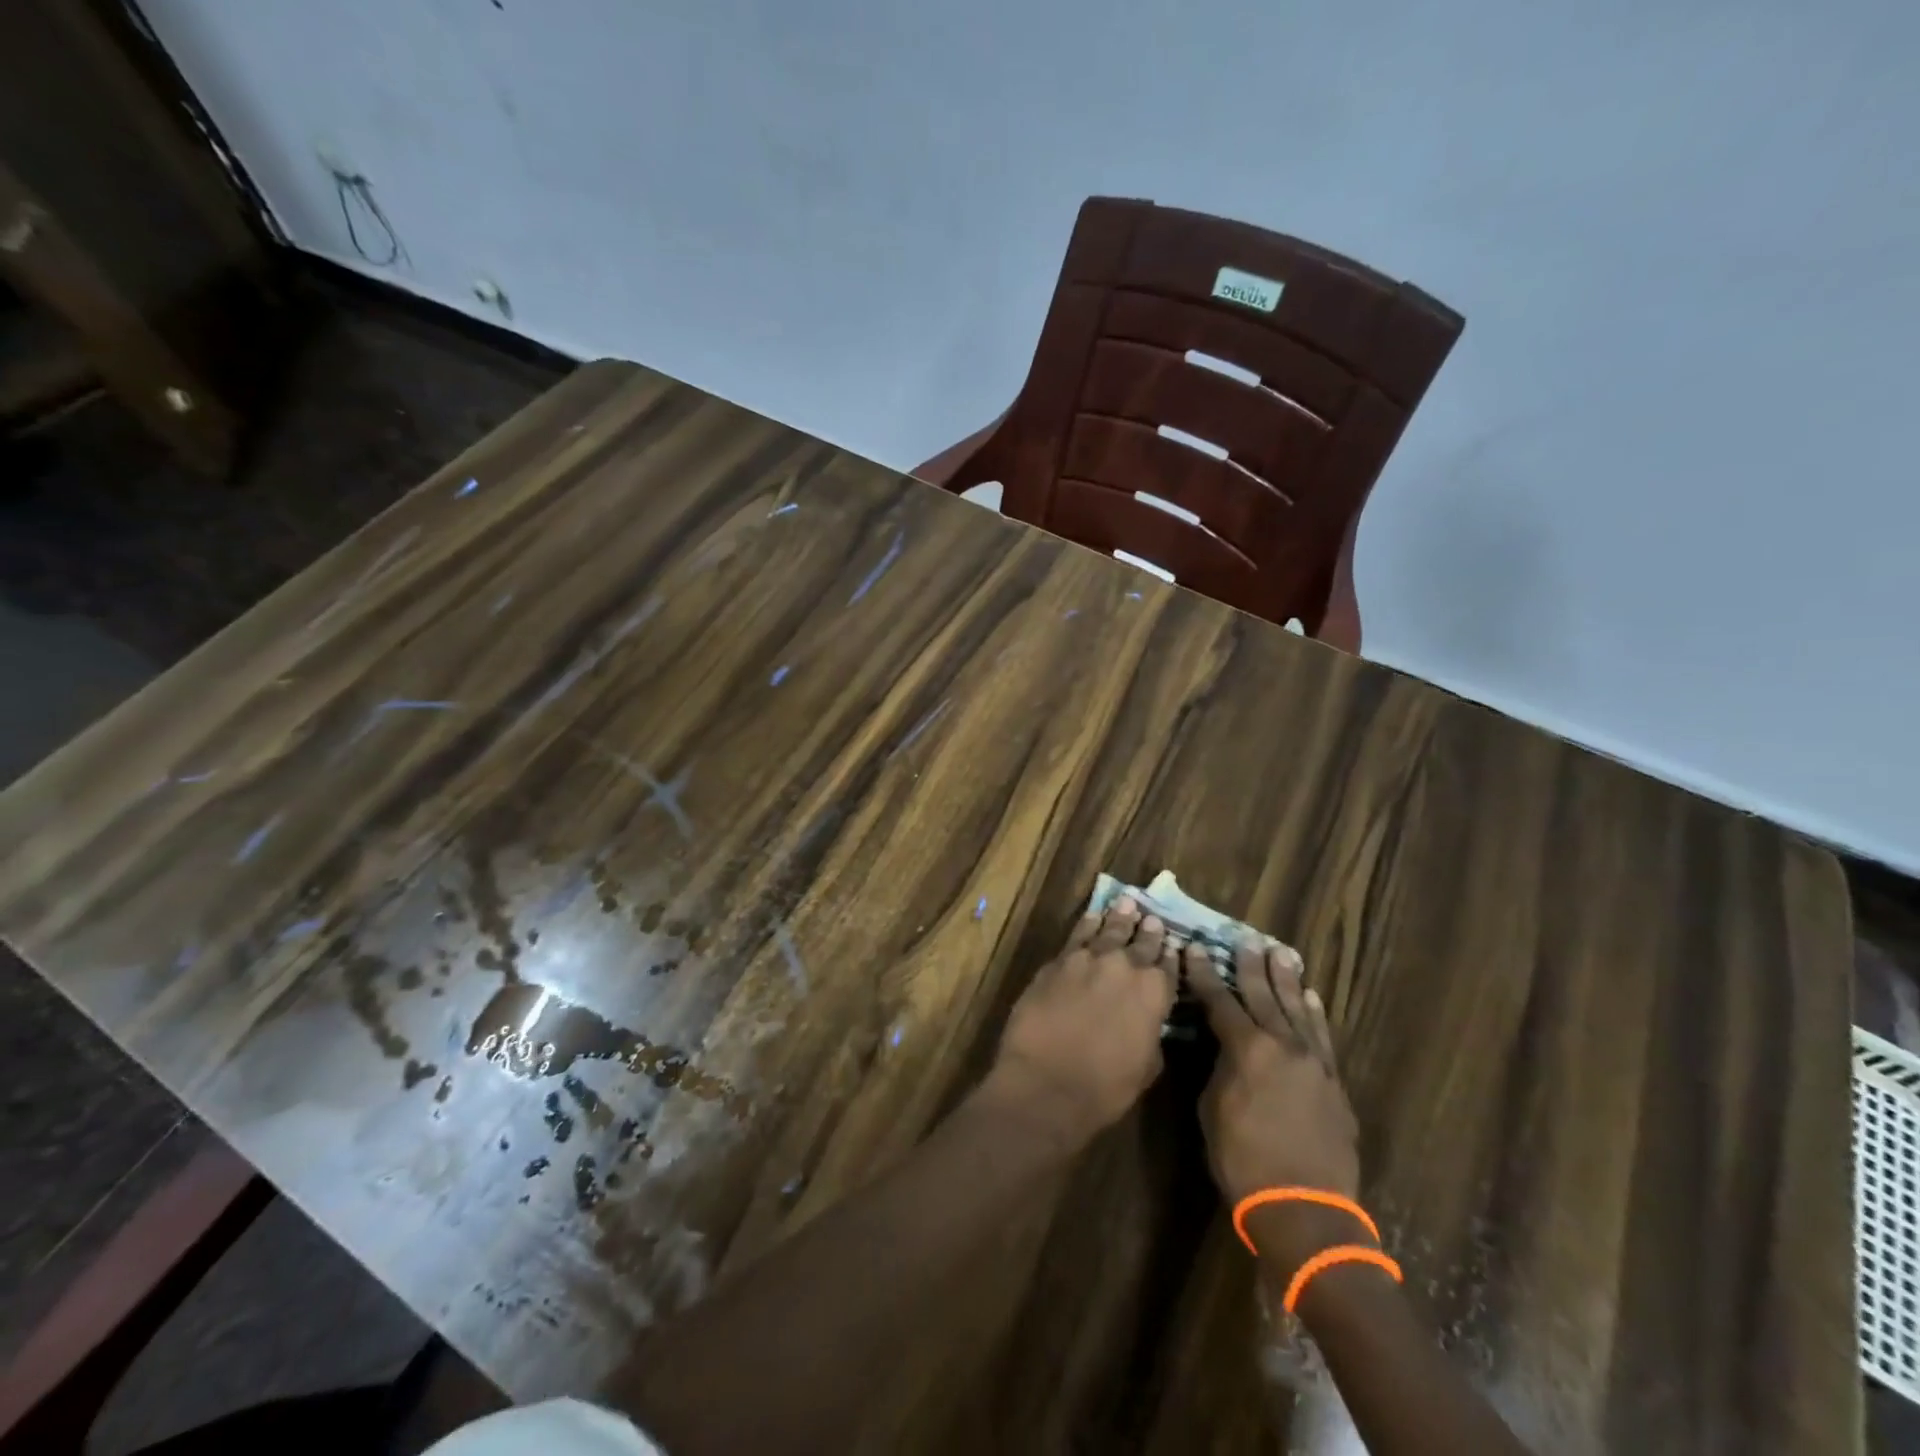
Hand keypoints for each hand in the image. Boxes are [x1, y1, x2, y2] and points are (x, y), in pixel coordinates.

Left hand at [985, 897, 1177, 1150]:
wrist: (1046, 1082)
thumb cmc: (1104, 1088)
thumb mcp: (1146, 1068)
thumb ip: (1151, 1035)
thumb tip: (1148, 1022)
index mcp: (1154, 994)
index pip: (1169, 968)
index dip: (1171, 957)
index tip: (1174, 944)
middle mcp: (1125, 967)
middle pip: (1141, 943)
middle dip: (1148, 931)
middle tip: (1152, 917)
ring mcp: (1089, 959)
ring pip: (1109, 930)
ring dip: (1120, 917)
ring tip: (1127, 902)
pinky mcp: (1058, 961)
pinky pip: (1078, 935)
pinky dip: (1088, 923)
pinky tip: (1093, 915)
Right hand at [1187, 939, 1361, 1260]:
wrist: (1305, 1209)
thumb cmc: (1244, 1161)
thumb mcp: (1213, 1109)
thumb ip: (1219, 1068)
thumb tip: (1224, 1047)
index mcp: (1246, 1049)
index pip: (1220, 1001)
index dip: (1205, 974)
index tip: (1196, 949)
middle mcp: (1282, 1045)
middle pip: (1263, 995)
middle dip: (1250, 966)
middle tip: (1246, 939)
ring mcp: (1313, 1062)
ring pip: (1297, 1009)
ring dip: (1286, 980)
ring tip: (1281, 953)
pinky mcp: (1333, 1083)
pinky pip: (1322, 1038)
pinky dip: (1315, 1015)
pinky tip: (1311, 998)